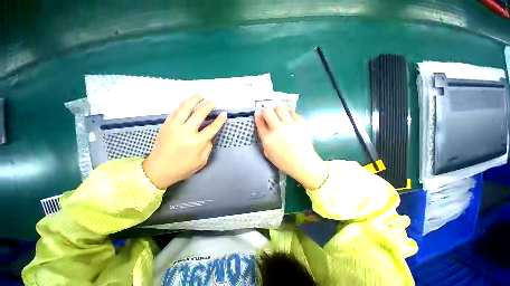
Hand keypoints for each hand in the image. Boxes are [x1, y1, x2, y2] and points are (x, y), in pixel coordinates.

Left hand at [143, 95, 226, 188]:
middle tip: (214, 101)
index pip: (212, 128)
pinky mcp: (166, 125)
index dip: (219, 120)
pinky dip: (182, 104)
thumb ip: (208, 146)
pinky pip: (175, 111)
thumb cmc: (182, 168)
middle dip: (208, 105)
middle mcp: (186, 132)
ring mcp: (174, 127)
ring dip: (194, 100)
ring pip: (185, 108)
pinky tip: (187, 102)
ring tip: (201, 95)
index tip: (224, 113)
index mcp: (197, 142)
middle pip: (199, 114)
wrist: (157, 170)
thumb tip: (210, 135)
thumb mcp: (201, 161)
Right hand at [255, 105, 327, 189]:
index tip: (258, 112)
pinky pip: (292, 111)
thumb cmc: (284, 161)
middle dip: (266, 111)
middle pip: (268, 111)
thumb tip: (262, 124)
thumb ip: (263, 139)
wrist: (303, 164)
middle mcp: (278, 129)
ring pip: (280, 107)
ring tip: (279, 115)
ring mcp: (290, 125)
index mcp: (268, 139)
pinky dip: (288, 112)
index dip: (258, 115)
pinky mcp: (301, 123)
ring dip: (277, 109)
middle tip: (269, 115)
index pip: (260, 122)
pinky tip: (288, 117)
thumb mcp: (268, 153)